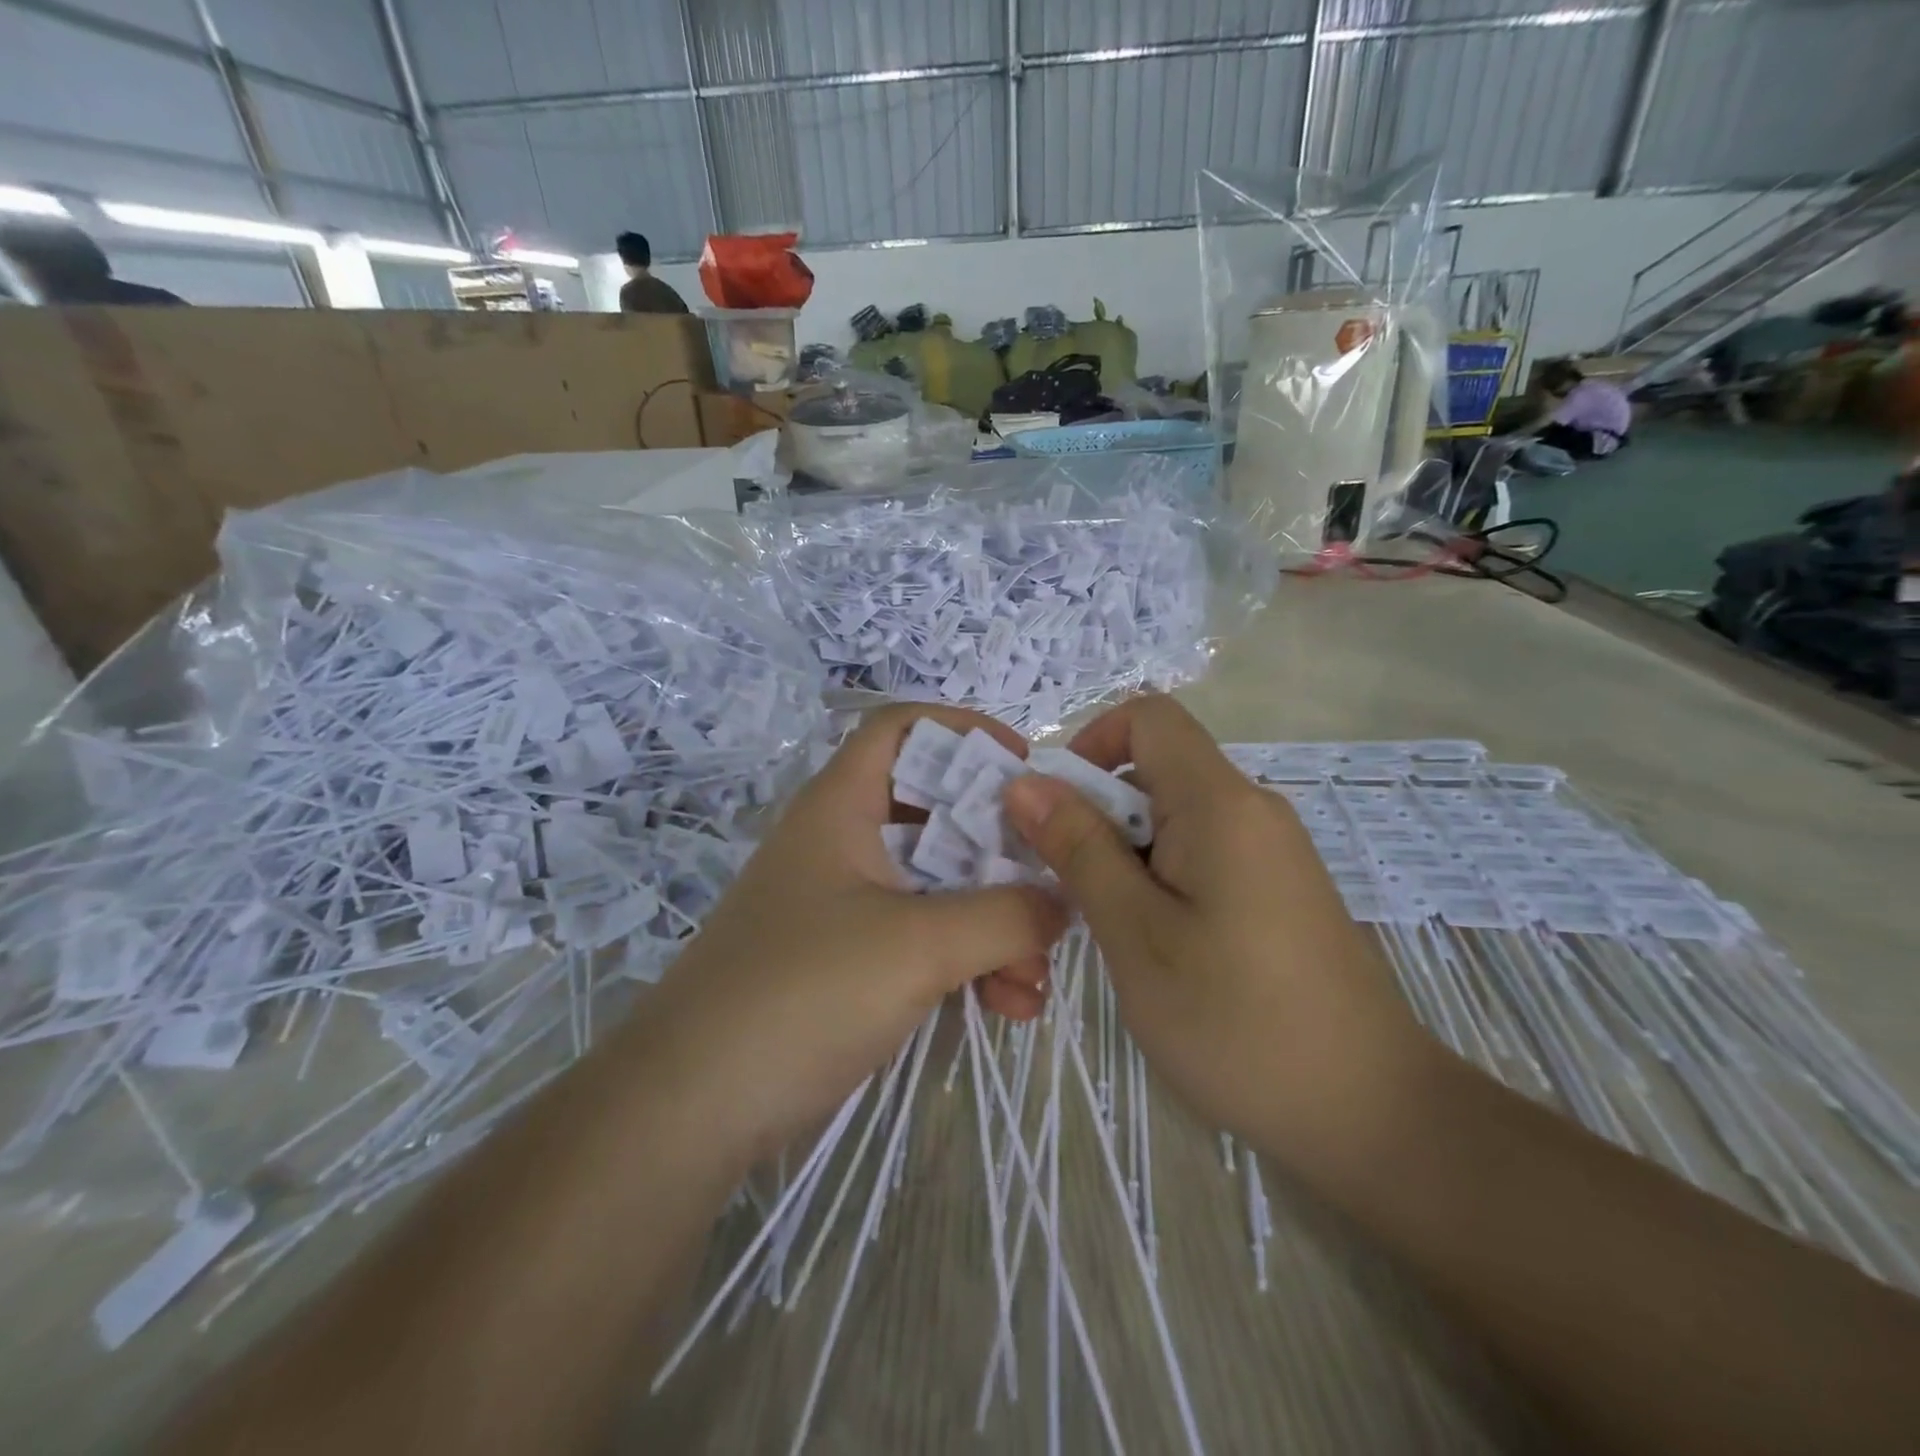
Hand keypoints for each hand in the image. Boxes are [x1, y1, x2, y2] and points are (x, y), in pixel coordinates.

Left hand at [641, 705, 1067, 1163]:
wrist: (691, 1108)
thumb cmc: (803, 993)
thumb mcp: (918, 946)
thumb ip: (1005, 916)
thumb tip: (1063, 902)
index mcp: (842, 807)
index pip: (902, 729)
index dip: (964, 731)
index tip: (1025, 769)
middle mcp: (844, 844)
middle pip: (937, 814)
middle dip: (1001, 853)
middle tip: (1052, 888)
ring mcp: (847, 905)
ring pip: (941, 886)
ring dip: (994, 923)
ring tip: (1034, 981)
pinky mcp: (850, 961)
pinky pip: (925, 939)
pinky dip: (969, 961)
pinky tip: (1008, 1007)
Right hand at [1001, 695, 1431, 1165]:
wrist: (1371, 1114)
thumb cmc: (1237, 1020)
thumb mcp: (1136, 933)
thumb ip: (1079, 848)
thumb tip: (1026, 782)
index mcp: (1221, 803)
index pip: (1149, 718)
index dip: (1091, 744)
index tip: (1057, 812)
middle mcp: (1252, 810)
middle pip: (1157, 769)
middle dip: (1096, 812)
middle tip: (1063, 887)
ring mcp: (1271, 851)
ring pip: (1175, 818)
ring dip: (1124, 853)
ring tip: (1107, 927)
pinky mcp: (1278, 890)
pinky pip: (1203, 853)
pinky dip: (1159, 877)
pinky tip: (1153, 945)